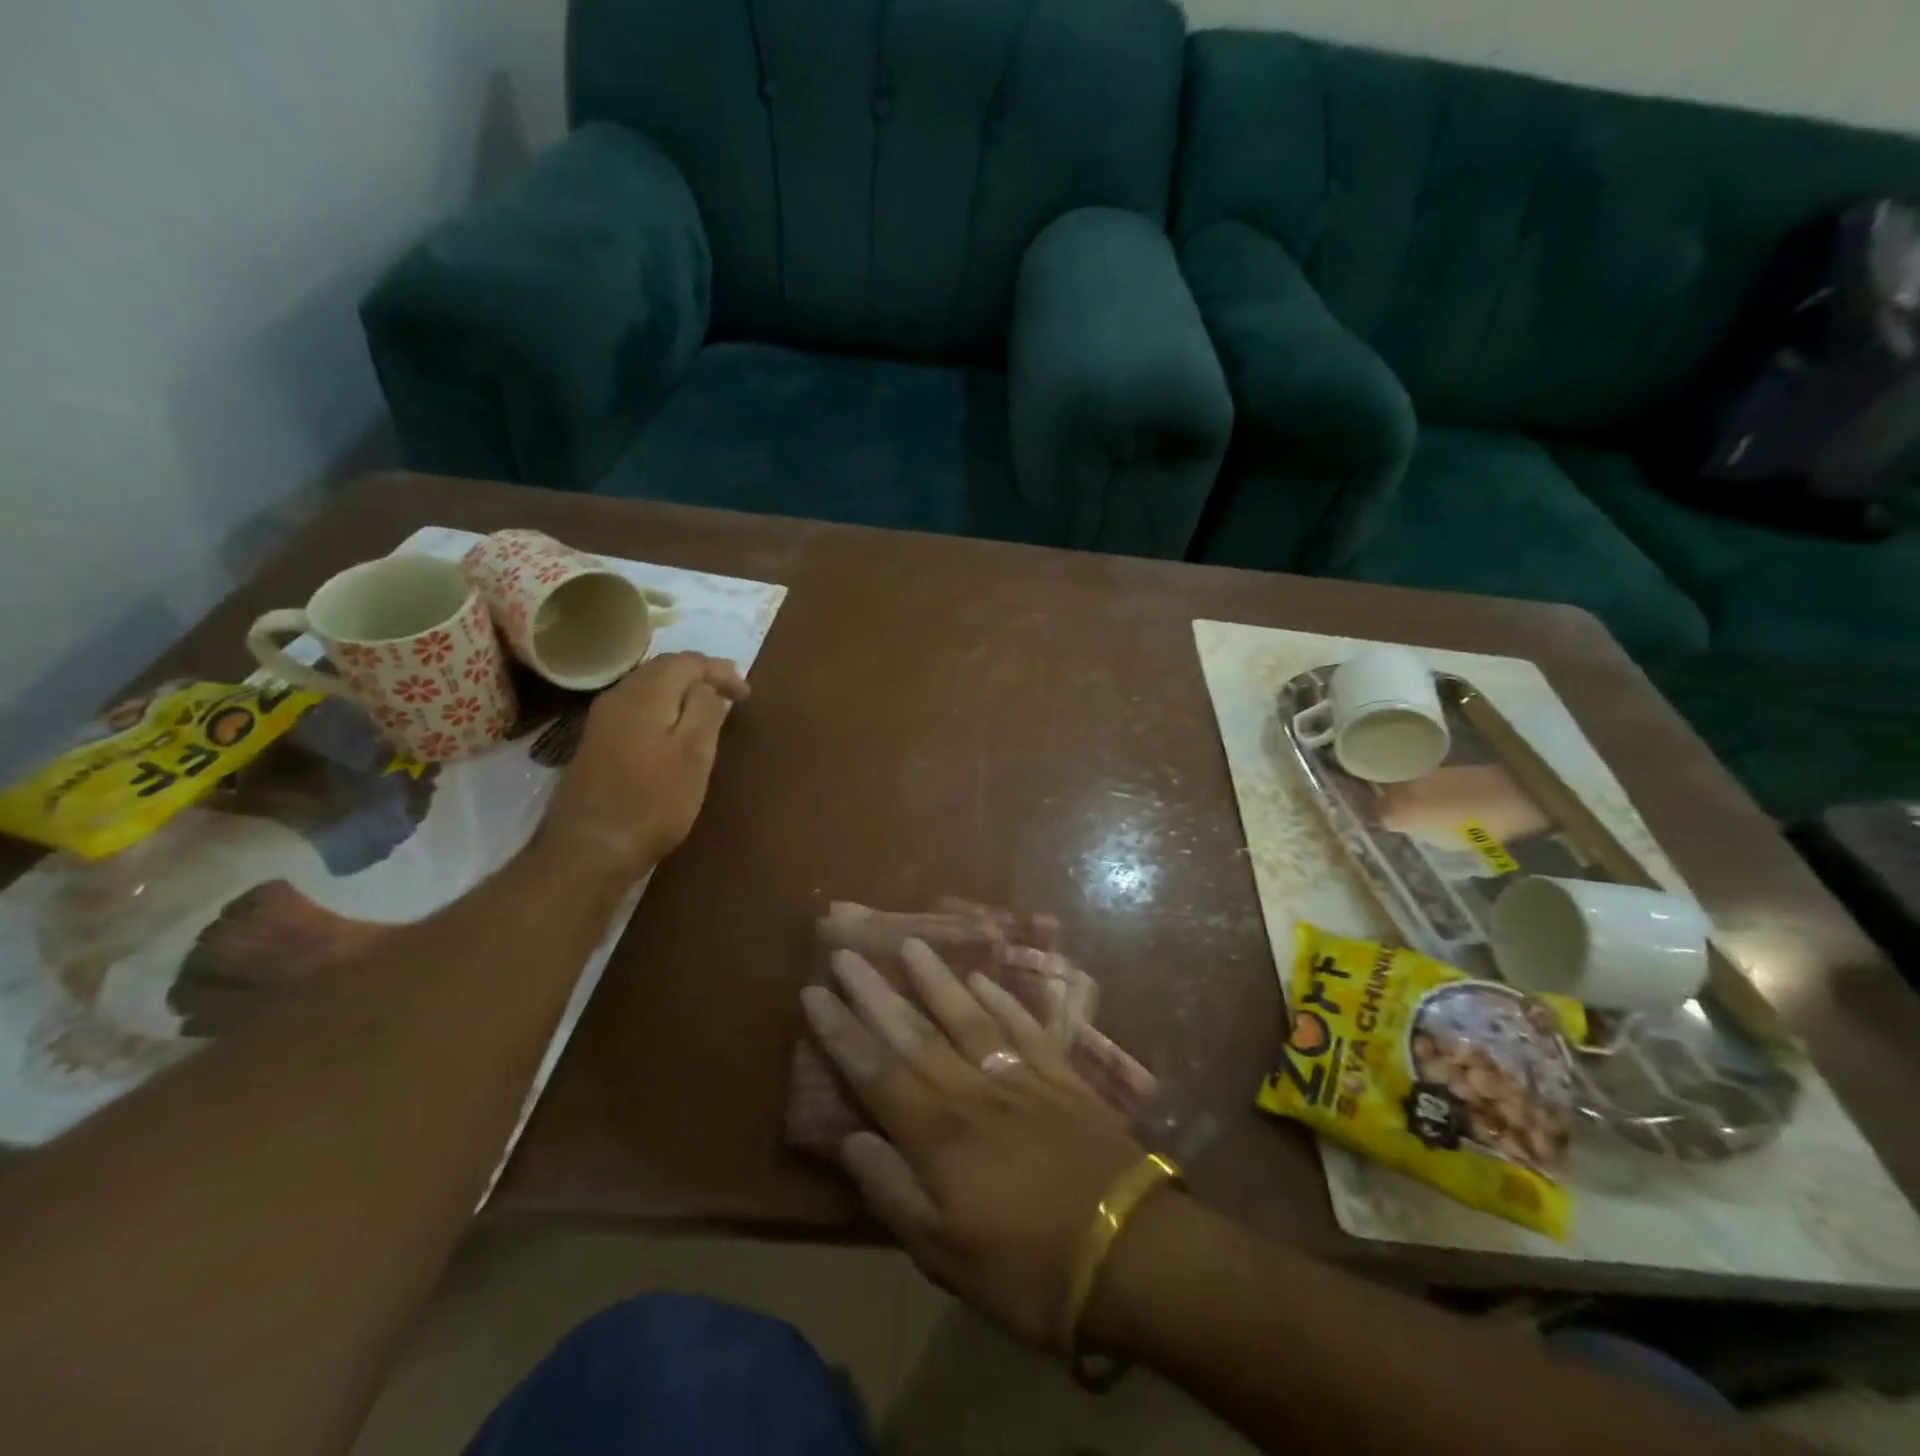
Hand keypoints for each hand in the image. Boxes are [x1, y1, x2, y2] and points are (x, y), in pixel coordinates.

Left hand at [540, 652, 748, 878]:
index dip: (719, 671)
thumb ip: (705, 710)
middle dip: (700, 674)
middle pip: (663, 669)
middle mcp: (618, 697)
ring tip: (708, 706)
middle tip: (731, 691)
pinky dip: (663, 707)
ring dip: (680, 690)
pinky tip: (674, 727)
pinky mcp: (596, 743)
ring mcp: (602, 720)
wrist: (590, 847)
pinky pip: (636, 708)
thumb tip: (708, 686)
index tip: (746, 695)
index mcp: (645, 694)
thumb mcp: (694, 754)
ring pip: (647, 687)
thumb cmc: (653, 801)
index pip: (686, 661)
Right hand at [800, 940, 1143, 1349]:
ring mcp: (1021, 1077)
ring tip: (911, 944)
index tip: (814, 992)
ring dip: (936, 979)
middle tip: (847, 952)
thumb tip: (850, 1139)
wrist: (1132, 1252)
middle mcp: (973, 1091)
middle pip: (915, 1032)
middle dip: (875, 992)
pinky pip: (1025, 1027)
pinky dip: (1002, 1000)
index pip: (876, 1071)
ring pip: (968, 1016)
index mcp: (939, 1134)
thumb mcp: (945, 1257)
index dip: (841, 1031)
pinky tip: (985, 980)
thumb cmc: (1028, 1270)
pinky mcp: (1062, 1078)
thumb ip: (893, 1192)